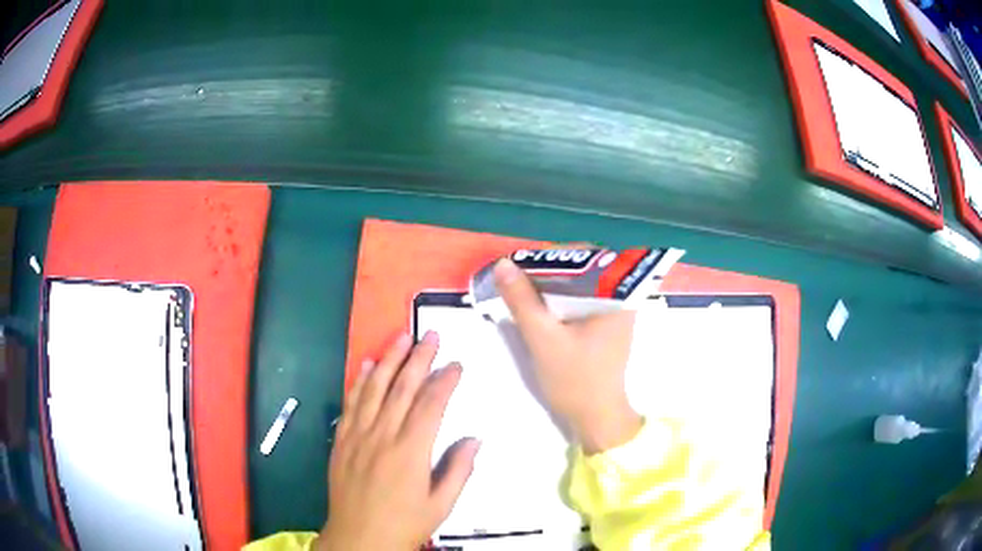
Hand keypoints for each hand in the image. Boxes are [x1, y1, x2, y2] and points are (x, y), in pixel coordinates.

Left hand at [317, 332, 480, 550]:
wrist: (358, 538)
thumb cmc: (404, 524)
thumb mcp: (441, 506)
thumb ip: (458, 470)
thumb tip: (474, 439)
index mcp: (410, 452)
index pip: (430, 405)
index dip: (445, 381)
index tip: (456, 364)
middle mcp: (382, 436)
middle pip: (402, 388)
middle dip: (418, 358)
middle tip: (430, 335)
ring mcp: (358, 435)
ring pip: (373, 388)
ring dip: (388, 360)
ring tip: (400, 337)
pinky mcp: (341, 440)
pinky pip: (350, 403)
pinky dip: (358, 381)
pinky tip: (366, 365)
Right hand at [494, 258, 642, 454]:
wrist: (594, 419)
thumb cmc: (575, 381)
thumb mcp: (543, 338)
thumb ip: (522, 300)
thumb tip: (503, 264)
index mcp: (617, 296)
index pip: (587, 257)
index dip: (553, 257)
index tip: (525, 268)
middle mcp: (621, 298)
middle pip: (583, 270)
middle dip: (550, 273)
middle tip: (520, 281)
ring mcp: (614, 313)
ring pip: (580, 286)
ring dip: (552, 287)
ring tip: (524, 293)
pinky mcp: (605, 326)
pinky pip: (581, 301)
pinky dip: (559, 301)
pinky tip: (539, 310)